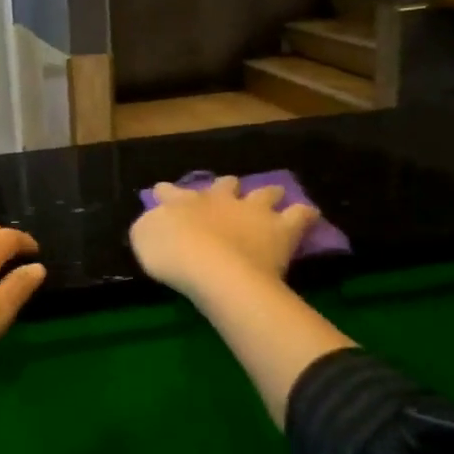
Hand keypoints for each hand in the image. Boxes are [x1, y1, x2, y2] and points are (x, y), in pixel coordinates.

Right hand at [129, 177, 316, 300]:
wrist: (214, 268)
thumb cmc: (172, 256)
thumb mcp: (143, 239)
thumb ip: (149, 227)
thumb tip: (154, 221)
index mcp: (182, 202)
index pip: (169, 192)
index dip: (166, 192)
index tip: (163, 192)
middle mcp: (217, 199)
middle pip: (224, 185)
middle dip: (225, 187)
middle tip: (226, 193)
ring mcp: (251, 211)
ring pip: (264, 193)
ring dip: (267, 193)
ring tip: (272, 195)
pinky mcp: (280, 229)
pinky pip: (300, 215)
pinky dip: (305, 215)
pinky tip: (309, 215)